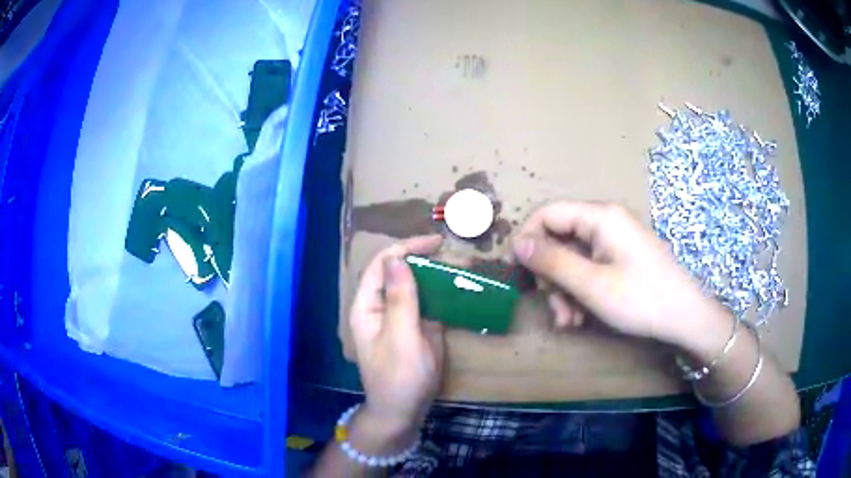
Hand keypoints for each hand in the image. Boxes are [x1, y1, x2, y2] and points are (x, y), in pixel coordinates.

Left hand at [349, 235, 445, 434]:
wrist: (404, 411)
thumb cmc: (399, 377)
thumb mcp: (401, 337)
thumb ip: (401, 299)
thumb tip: (398, 259)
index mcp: (368, 306)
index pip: (382, 265)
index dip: (406, 248)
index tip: (435, 242)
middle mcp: (380, 306)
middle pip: (397, 272)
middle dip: (420, 258)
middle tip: (449, 253)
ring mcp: (398, 317)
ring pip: (413, 285)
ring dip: (432, 274)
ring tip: (455, 266)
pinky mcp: (414, 327)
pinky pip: (425, 303)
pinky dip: (440, 293)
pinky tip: (456, 288)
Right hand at [512, 202, 729, 345]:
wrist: (686, 317)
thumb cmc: (641, 298)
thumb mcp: (592, 285)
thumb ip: (553, 262)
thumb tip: (517, 244)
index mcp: (600, 217)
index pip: (548, 213)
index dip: (528, 240)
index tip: (518, 273)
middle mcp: (606, 222)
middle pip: (560, 239)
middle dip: (551, 276)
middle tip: (553, 308)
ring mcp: (615, 242)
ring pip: (572, 259)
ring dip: (564, 291)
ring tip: (568, 321)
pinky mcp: (621, 259)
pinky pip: (589, 269)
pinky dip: (579, 293)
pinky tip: (580, 318)